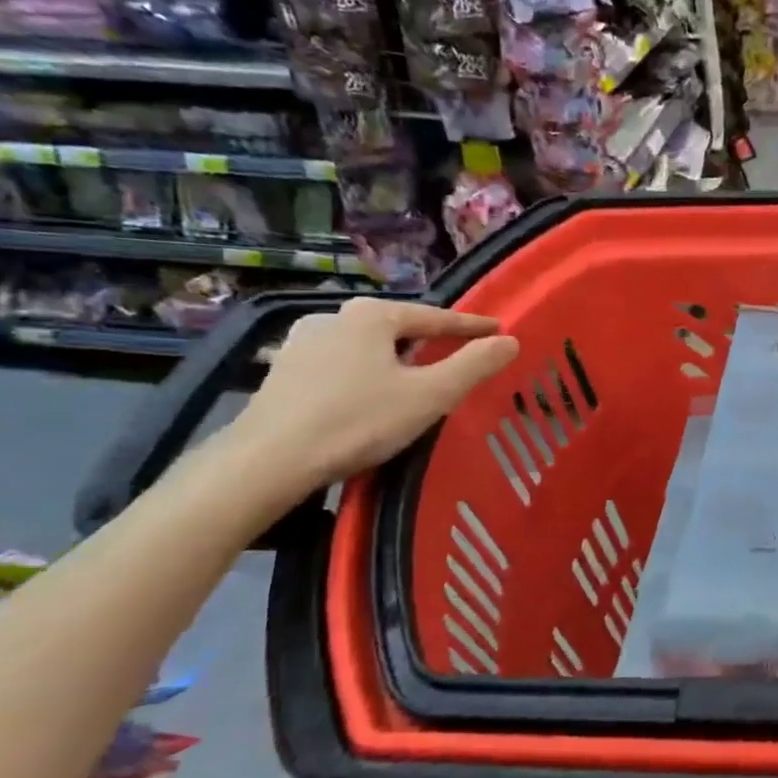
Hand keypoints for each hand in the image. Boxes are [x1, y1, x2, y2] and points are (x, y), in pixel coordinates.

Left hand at [226, 297, 519, 499]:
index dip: (471, 327)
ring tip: (415, 379)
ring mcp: (302, 344)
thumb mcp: (431, 395)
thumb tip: (510, 340)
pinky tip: (370, 397)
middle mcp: (334, 317)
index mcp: (372, 315)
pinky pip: (341, 366)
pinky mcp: (282, 373)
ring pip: (367, 347)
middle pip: (399, 328)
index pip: (436, 317)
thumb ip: (475, 365)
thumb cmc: (358, 421)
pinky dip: (365, 374)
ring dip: (395, 359)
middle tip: (458, 357)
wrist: (267, 463)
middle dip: (429, 341)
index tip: (497, 331)